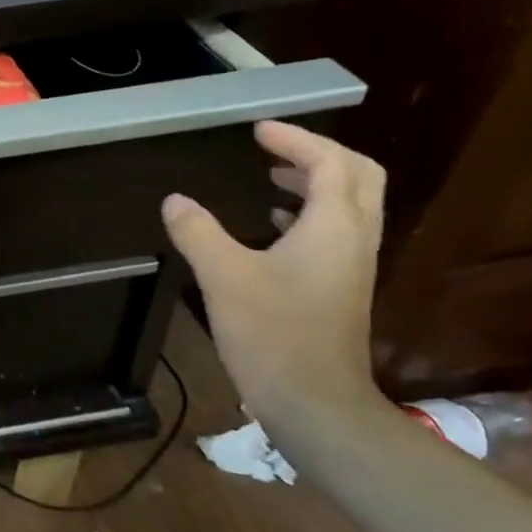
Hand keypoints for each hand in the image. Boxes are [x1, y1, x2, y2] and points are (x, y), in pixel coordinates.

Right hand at [161, 121, 389, 438]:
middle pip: (357, 176)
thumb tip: (174, 200)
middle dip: (319, 155)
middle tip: (274, 150)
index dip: (295, 140)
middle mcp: (354, 239)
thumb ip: (197, 232)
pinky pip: (336, 233)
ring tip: (272, 178)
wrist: (315, 401)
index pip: (329, 162)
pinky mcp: (341, 289)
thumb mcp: (223, 276)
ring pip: (349, 206)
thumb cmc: (272, 332)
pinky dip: (309, 215)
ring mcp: (352, 266)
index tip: (258, 131)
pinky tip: (273, 227)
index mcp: (334, 227)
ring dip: (316, 183)